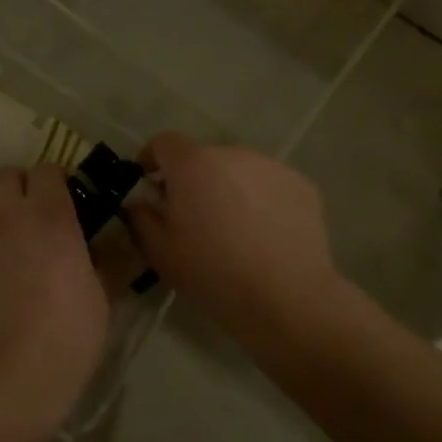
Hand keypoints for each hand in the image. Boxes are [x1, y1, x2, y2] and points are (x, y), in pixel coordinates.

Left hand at [0, 165, 110, 424]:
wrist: (17, 372)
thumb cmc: (71, 329)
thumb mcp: (102, 294)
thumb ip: (103, 261)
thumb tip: (108, 249)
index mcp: (50, 218)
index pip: (46, 169)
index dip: (58, 178)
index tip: (71, 197)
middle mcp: (11, 221)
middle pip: (6, 175)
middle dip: (22, 184)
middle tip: (41, 211)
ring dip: (8, 221)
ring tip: (26, 255)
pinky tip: (10, 288)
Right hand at [124, 131, 338, 332]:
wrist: (287, 299)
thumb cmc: (214, 274)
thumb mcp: (161, 253)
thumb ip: (141, 218)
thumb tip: (139, 202)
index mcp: (193, 165)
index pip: (164, 142)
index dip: (152, 158)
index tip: (150, 182)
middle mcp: (233, 154)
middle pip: (203, 157)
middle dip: (192, 179)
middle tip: (193, 215)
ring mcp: (271, 167)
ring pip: (238, 169)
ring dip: (228, 187)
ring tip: (233, 226)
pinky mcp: (301, 185)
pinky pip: (268, 184)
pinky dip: (260, 199)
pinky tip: (264, 233)